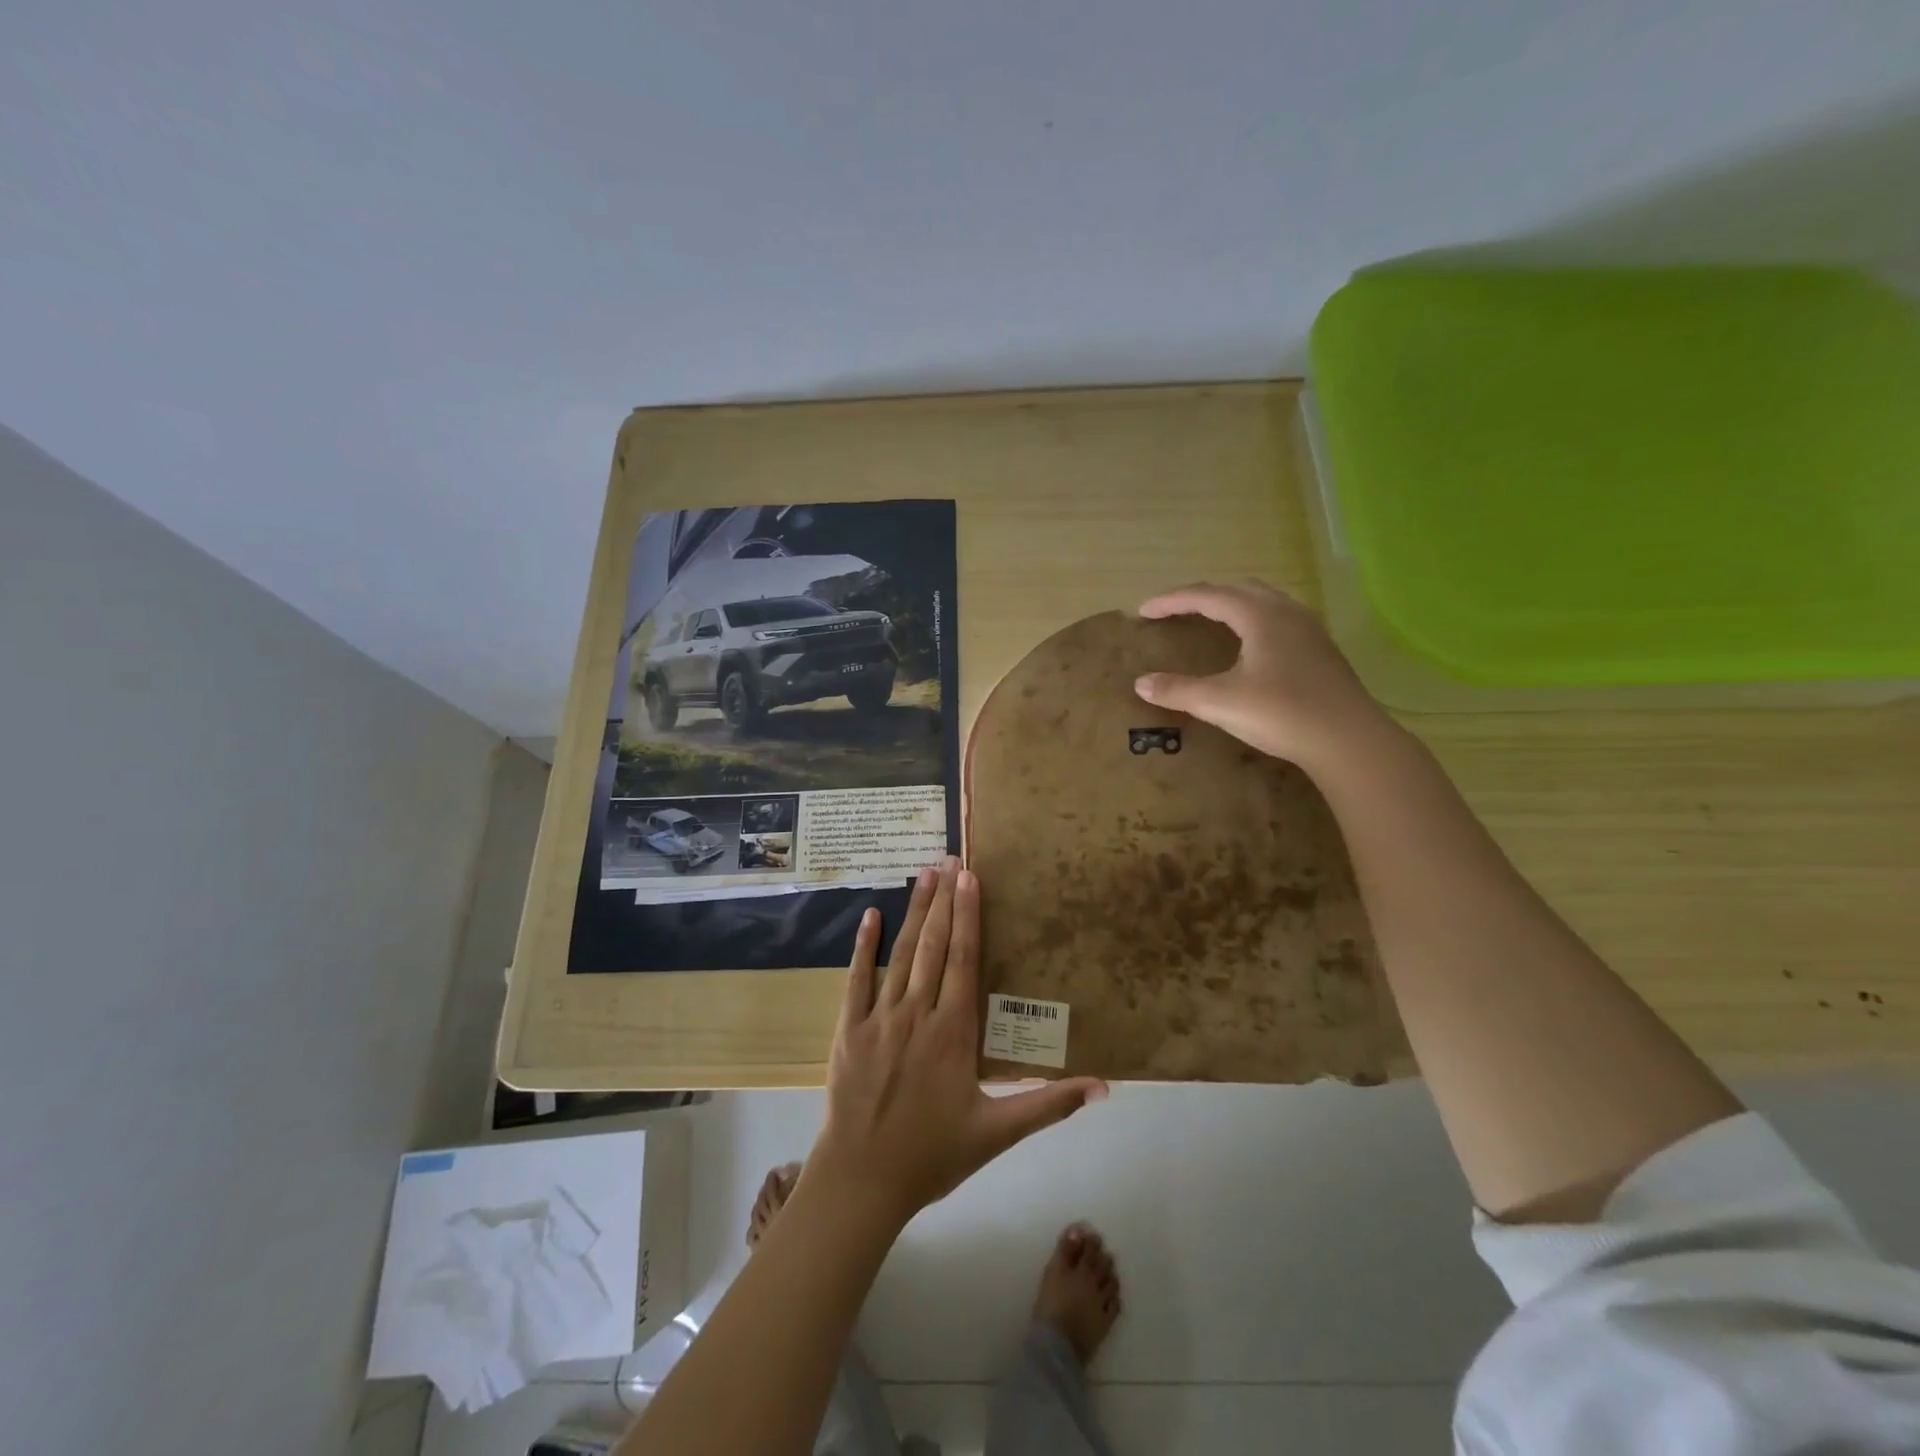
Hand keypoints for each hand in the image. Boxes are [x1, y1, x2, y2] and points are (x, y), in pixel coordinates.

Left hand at [808, 857, 1107, 1224]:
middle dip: (944, 901)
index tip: (971, 879)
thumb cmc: (932, 1154)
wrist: (862, 1179)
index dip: (969, 916)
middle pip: (934, 945)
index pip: (964, 960)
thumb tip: (1102, 1086)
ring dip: (913, 911)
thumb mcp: (997, 1133)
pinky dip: (864, 945)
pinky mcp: (849, 1027)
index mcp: (954, 1032)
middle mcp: (918, 1013)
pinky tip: (870, 915)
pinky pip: (857, 978)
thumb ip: (1048, 1104)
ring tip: (924, 874)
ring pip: (900, 954)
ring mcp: (880, 1017)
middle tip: (951, 860)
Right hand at [1133, 581, 1388, 774]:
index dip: (1172, 601)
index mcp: (1260, 616)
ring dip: (1231, 604)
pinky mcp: (1321, 649)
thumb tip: (1141, 684)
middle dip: (1202, 596)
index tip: (1144, 611)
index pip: (1207, 595)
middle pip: (1237, 589)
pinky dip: (1252, 619)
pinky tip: (1250, 643)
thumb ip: (1178, 690)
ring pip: (1263, 600)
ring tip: (1210, 619)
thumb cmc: (1282, 714)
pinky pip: (1279, 618)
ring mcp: (1308, 629)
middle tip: (1176, 611)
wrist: (1349, 741)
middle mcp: (1286, 612)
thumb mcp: (1221, 703)